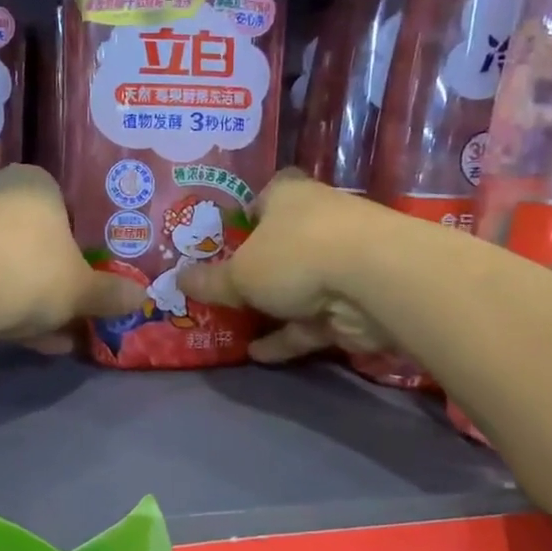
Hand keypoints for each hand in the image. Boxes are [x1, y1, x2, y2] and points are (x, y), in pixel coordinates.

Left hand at [0, 165, 139, 353]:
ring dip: (36, 301)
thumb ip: (111, 293)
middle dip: (58, 281)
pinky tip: (32, 341)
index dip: (82, 247)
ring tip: (59, 337)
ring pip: (14, 266)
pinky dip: (10, 308)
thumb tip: (142, 297)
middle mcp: (1, 194)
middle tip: (77, 312)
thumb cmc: (34, 271)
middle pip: (39, 242)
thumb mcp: (83, 288)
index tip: (90, 278)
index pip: (68, 209)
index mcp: (37, 184)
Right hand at [180, 170, 396, 362]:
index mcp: (289, 196)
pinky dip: (287, 337)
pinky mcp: (354, 302)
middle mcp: (317, 221)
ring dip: (270, 308)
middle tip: (222, 287)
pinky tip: (256, 354)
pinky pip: (311, 321)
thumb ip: (211, 281)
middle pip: (281, 244)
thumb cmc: (295, 255)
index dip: (245, 214)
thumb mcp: (240, 273)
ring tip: (233, 327)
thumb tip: (177, 279)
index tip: (225, 237)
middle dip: (256, 267)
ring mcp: (340, 263)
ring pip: (297, 286)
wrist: (375, 282)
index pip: (265, 196)